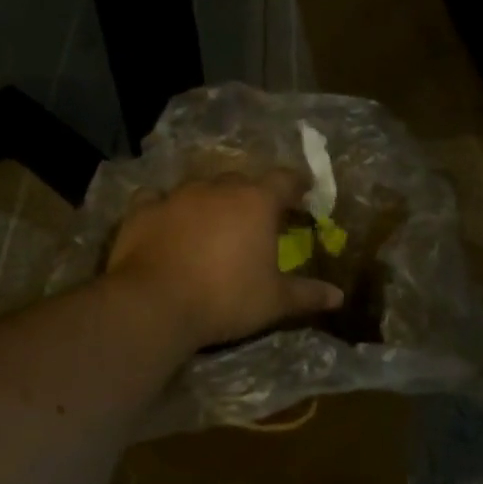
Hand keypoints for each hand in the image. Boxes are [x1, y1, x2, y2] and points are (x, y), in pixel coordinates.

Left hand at [105, 172, 344, 350]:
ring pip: (200, 187)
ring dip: (210, 201)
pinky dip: (166, 209)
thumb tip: (338, 296)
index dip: (296, 185)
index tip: (303, 193)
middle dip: (251, 196)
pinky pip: (158, 199)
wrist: (155, 304)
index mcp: (256, 202)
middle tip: (256, 218)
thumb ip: (307, 294)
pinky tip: (165, 223)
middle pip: (242, 181)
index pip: (285, 179)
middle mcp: (218, 188)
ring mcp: (177, 195)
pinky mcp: (143, 209)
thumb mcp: (274, 301)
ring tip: (211, 223)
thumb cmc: (225, 299)